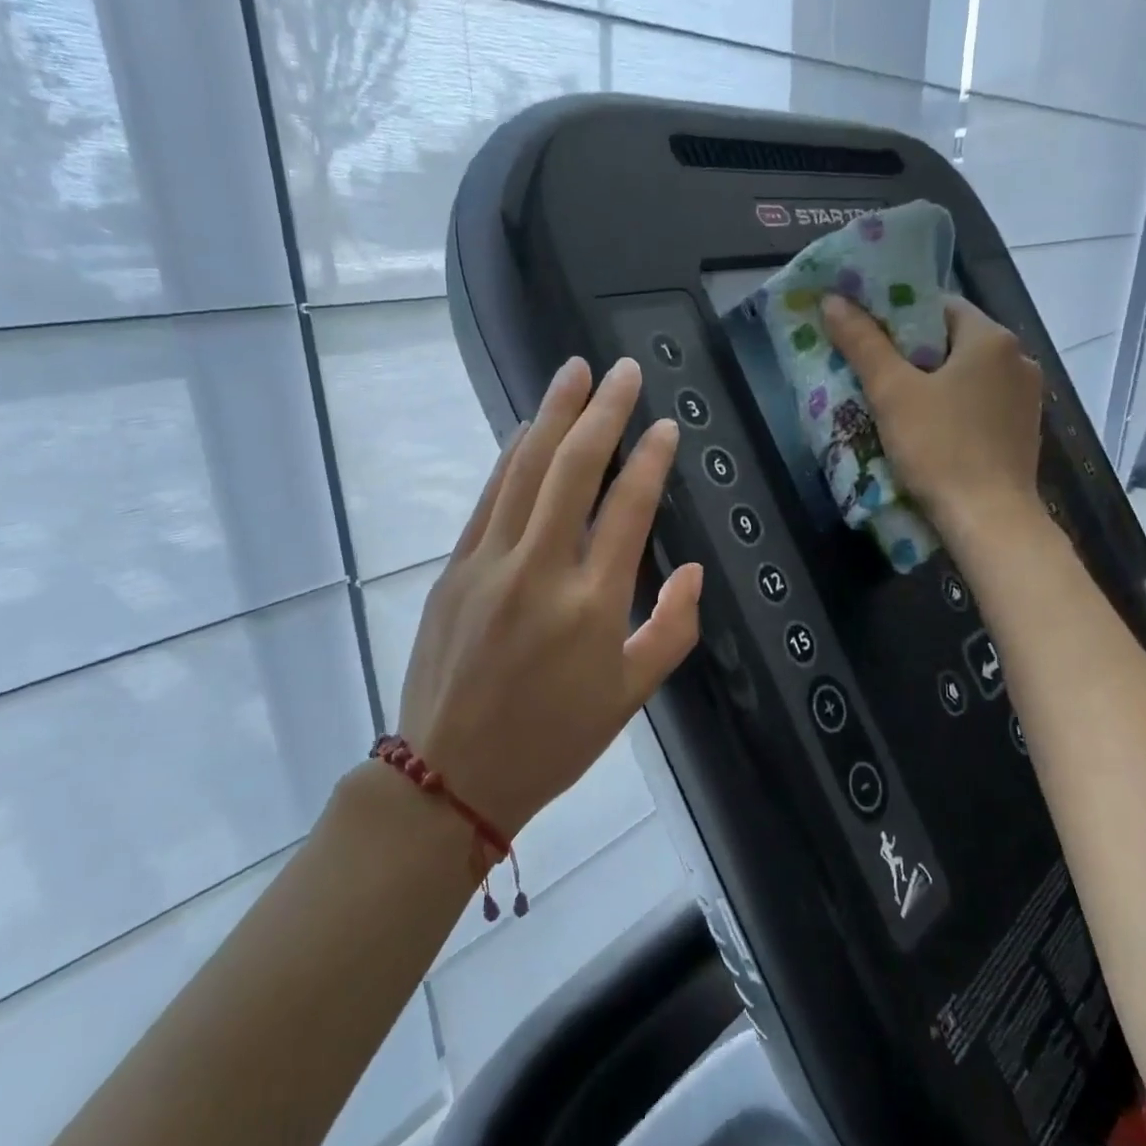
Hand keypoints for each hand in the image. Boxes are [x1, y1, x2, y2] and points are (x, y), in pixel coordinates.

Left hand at [393, 357, 703, 840]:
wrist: (452, 775)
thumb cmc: (554, 741)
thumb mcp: (631, 697)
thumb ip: (672, 629)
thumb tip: (692, 571)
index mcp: (592, 605)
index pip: (627, 508)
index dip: (650, 460)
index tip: (665, 426)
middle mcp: (540, 570)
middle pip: (572, 470)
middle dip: (602, 412)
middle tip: (622, 369)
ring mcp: (489, 564)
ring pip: (524, 471)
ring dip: (552, 416)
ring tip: (574, 373)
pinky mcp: (454, 569)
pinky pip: (488, 498)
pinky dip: (510, 456)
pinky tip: (528, 428)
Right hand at [821, 293, 1045, 535]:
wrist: (989, 519)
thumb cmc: (939, 449)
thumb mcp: (892, 393)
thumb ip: (863, 343)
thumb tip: (832, 300)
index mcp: (991, 338)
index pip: (939, 305)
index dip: (898, 315)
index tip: (867, 336)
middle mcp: (1018, 358)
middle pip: (953, 341)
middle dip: (912, 354)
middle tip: (872, 373)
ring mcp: (1026, 398)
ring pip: (967, 376)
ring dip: (933, 383)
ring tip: (895, 405)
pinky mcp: (1023, 432)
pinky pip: (980, 405)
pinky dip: (954, 409)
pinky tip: (929, 432)